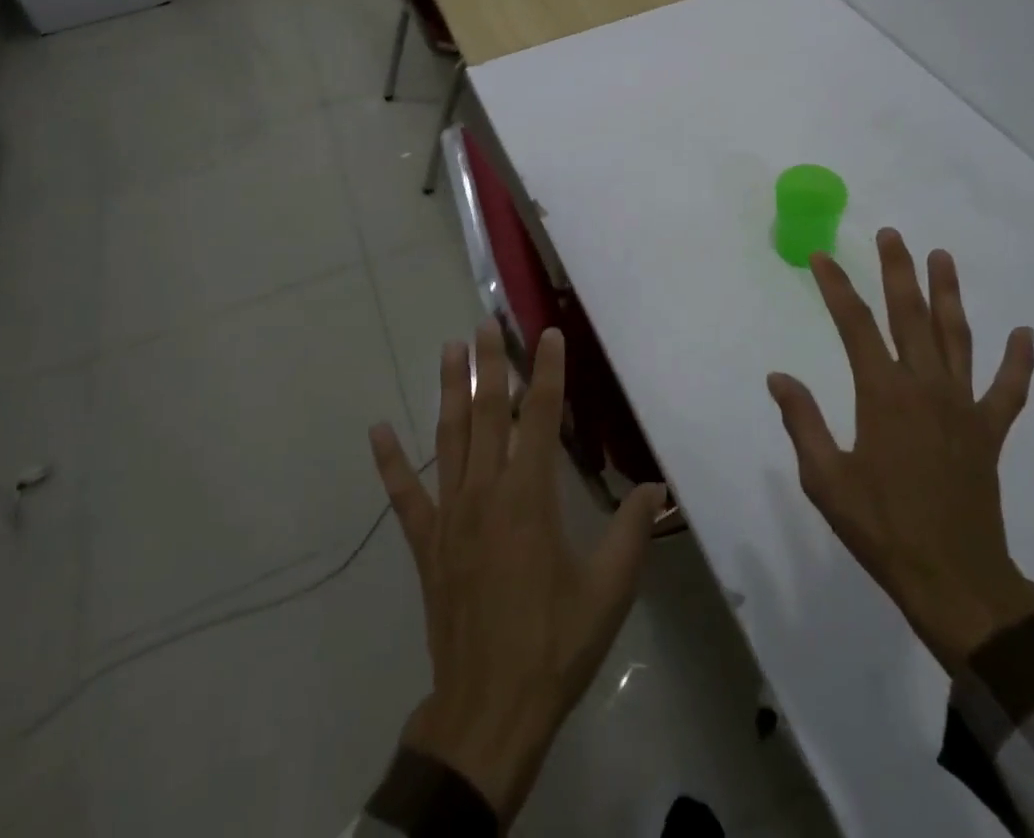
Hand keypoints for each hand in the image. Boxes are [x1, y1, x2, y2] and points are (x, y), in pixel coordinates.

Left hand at [369, 321, 666, 821]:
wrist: (489, 711)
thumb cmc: (554, 644)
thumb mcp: (609, 590)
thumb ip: (631, 531)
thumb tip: (657, 486)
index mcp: (530, 497)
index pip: (540, 417)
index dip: (546, 372)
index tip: (547, 334)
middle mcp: (485, 492)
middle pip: (487, 413)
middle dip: (488, 364)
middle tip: (485, 322)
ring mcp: (450, 515)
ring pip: (448, 437)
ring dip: (448, 391)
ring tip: (447, 349)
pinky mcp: (426, 544)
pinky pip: (403, 495)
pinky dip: (389, 462)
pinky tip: (377, 430)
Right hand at [768, 230, 1033, 672]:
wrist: (955, 582)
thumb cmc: (882, 528)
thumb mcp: (825, 479)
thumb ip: (803, 421)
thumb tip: (778, 377)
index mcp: (882, 394)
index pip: (854, 325)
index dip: (836, 286)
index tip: (822, 257)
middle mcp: (925, 387)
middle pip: (909, 315)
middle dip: (898, 271)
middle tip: (892, 235)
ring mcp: (963, 407)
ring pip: (957, 337)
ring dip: (949, 295)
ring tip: (942, 257)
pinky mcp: (990, 432)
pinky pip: (1008, 389)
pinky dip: (1018, 361)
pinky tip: (1024, 334)